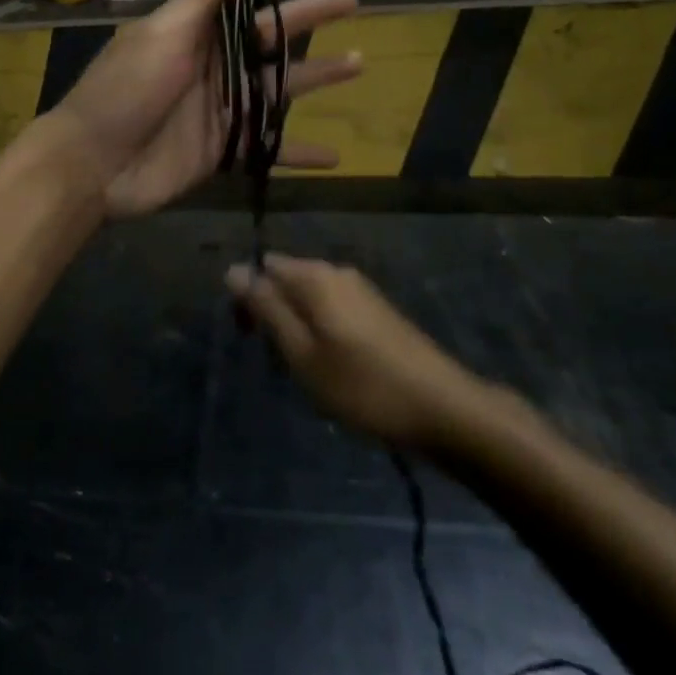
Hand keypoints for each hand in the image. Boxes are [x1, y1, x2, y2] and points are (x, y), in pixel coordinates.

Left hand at [52, 0, 361, 219]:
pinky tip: (335, 156)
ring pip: (281, 86)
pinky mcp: (224, 147)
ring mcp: (223, 105)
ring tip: (360, 62)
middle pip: (273, 34)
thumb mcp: (163, 36)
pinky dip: (299, 153)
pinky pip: (269, 148)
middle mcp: (215, 61)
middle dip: (312, 15)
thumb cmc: (125, 91)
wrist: (93, 164)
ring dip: (319, 75)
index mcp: (197, 28)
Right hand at [226, 254, 481, 450]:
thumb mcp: (302, 353)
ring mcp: (361, 289)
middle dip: (273, 313)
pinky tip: (334, 368)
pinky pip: (333, 309)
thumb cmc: (362, 385)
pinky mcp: (378, 310)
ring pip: (310, 297)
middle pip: (287, 280)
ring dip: (298, 326)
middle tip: (279, 362)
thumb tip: (233, 269)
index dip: (248, 299)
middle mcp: (336, 271)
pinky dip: (322, 332)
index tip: (250, 339)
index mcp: (313, 276)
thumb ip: (267, 308)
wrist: (442, 407)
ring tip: (306, 372)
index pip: (262, 267)